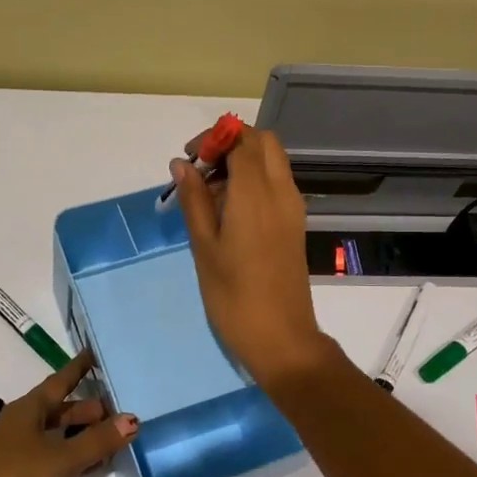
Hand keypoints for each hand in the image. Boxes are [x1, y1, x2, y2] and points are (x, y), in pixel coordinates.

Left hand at [0, 351, 137, 476]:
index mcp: (26, 410)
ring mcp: (16, 453)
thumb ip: (98, 440)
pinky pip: (52, 457)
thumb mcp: (62, 458)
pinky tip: (92, 466)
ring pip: (56, 435)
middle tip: (120, 407)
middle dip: (88, 408)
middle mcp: (20, 426)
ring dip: (82, 435)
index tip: (96, 352)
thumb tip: (133, 419)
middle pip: (59, 409)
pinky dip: (73, 456)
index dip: (79, 368)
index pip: (59, 381)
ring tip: (114, 436)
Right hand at [174, 128, 339, 388]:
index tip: (189, 160)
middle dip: (230, 144)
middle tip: (200, 171)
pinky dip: (253, 181)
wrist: (281, 338)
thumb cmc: (233, 295)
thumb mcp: (204, 246)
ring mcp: (292, 208)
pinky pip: (276, 184)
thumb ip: (194, 200)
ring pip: (271, 162)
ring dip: (241, 162)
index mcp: (256, 193)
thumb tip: (182, 164)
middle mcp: (281, 191)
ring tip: (209, 194)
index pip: (242, 139)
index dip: (214, 138)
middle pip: (262, 142)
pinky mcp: (294, 224)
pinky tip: (228, 211)